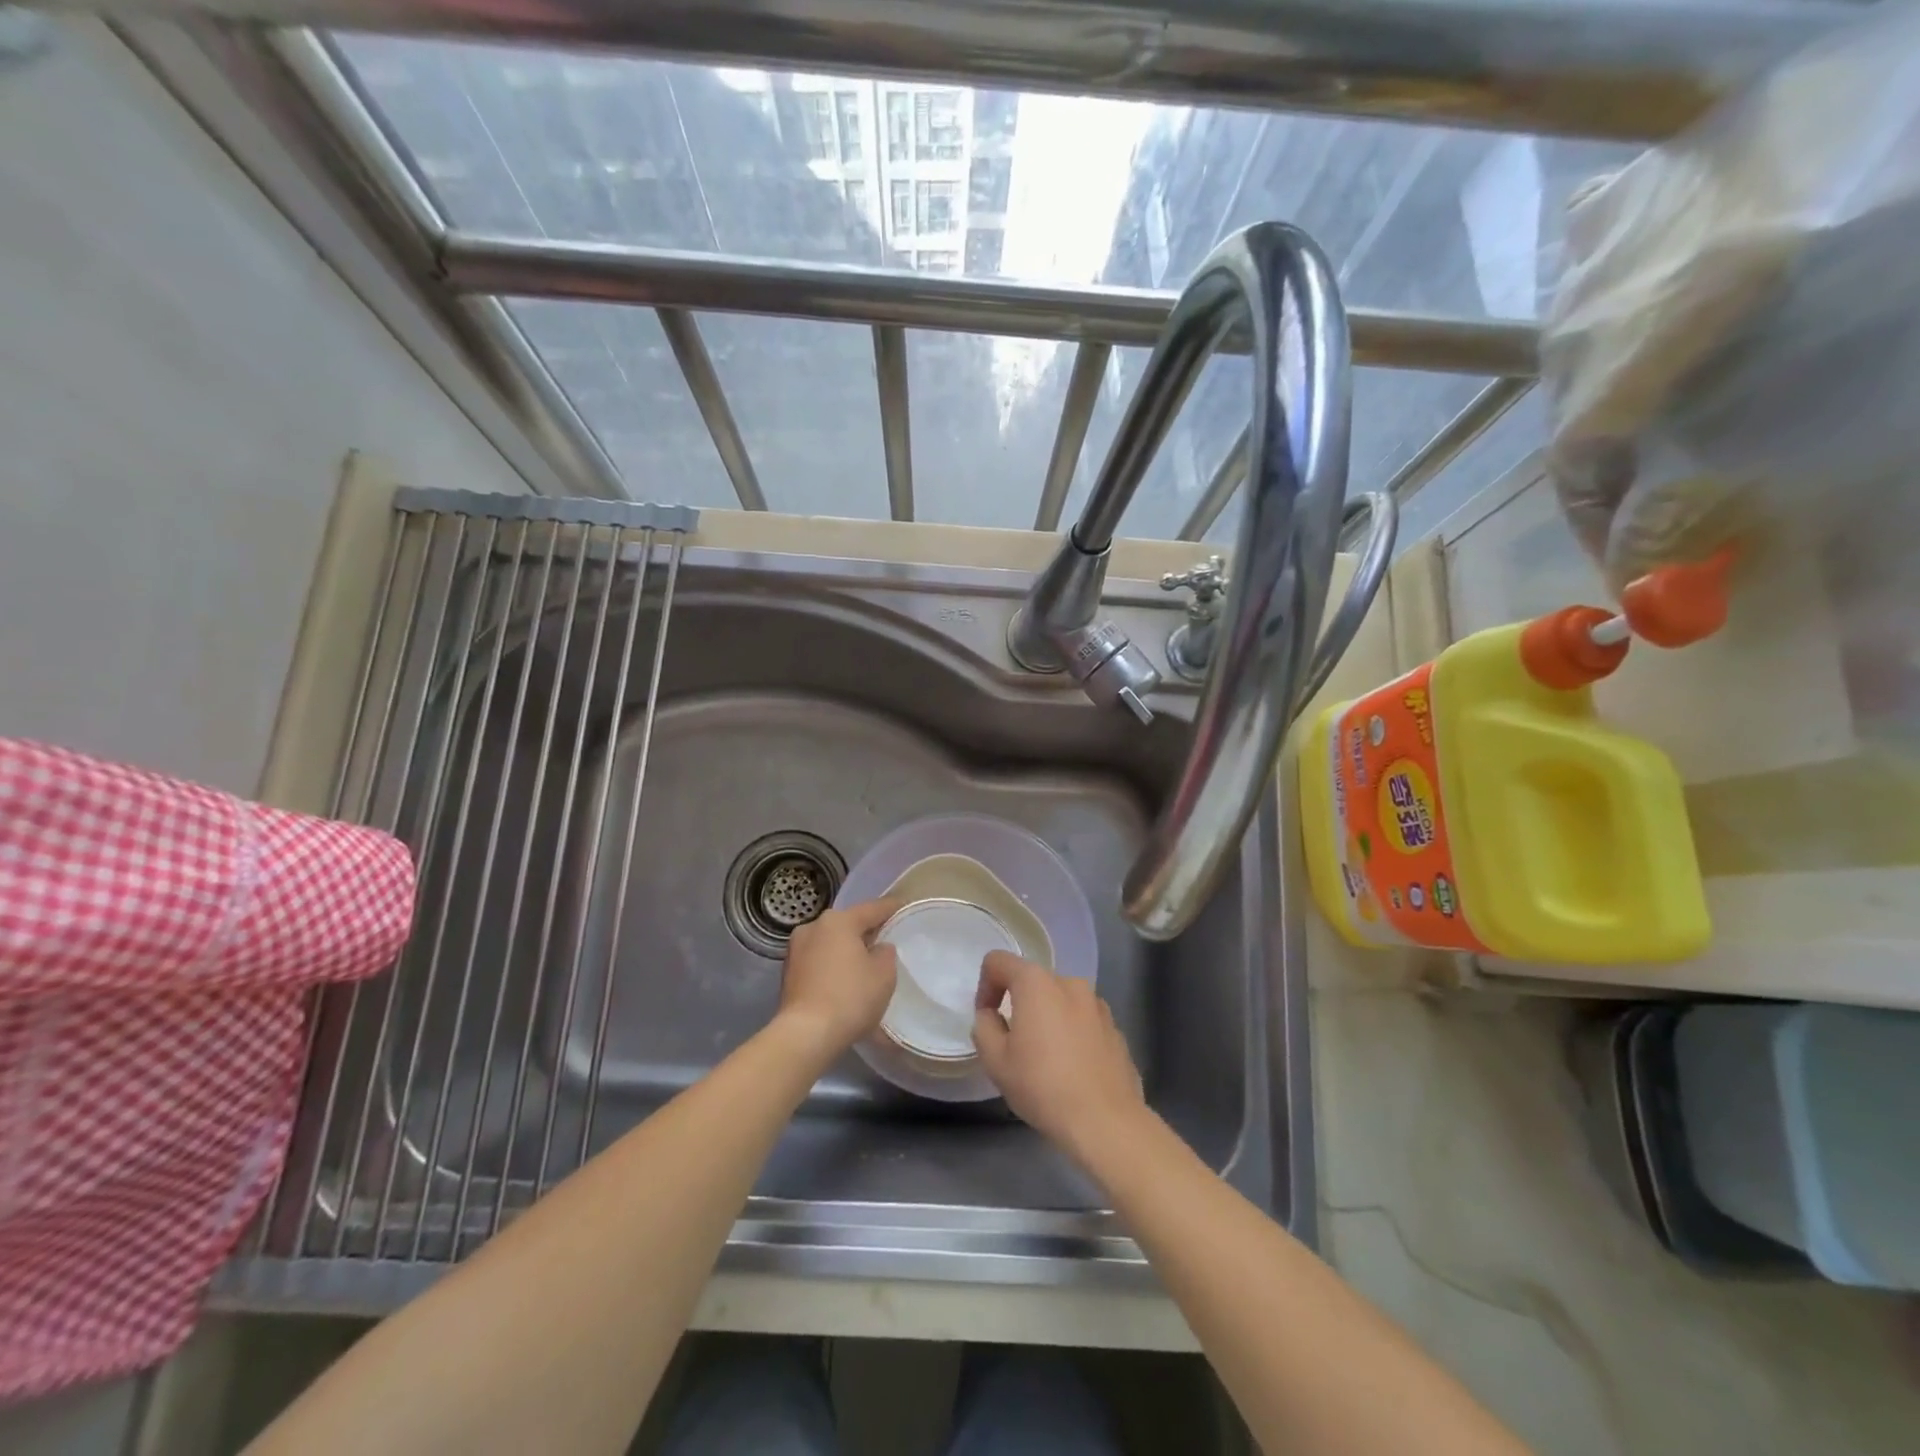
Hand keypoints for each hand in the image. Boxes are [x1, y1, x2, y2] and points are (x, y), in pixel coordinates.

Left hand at [775, 898, 899, 1062]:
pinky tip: (843, 982)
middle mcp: (813, 927)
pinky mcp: (787, 974)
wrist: (805, 1034)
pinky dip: (832, 968)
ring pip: (830, 944)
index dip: (890, 908)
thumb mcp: (884, 974)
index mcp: (838, 921)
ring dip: (846, 951)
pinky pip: (818, 962)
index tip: (902, 906)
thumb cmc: (851, 997)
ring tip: (863, 965)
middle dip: (865, 932)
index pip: (872, 909)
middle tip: (884, 940)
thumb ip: (885, 953)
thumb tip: (877, 948)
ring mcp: (795, 950)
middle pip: (847, 925)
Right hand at [971, 951, 1147, 1162]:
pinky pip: (1083, 1021)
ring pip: (1060, 1001)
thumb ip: (984, 1027)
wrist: (1105, 1121)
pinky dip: (1072, 1034)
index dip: (985, 986)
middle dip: (1019, 1005)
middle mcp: (1069, 983)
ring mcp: (1097, 1004)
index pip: (998, 962)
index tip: (988, 1020)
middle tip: (1014, 1045)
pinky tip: (1072, 1069)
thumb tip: (991, 1016)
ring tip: (1046, 1059)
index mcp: (1036, 983)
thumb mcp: (995, 1061)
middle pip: (1032, 981)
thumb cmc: (1043, 1086)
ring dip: (1047, 1019)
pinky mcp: (1115, 1027)